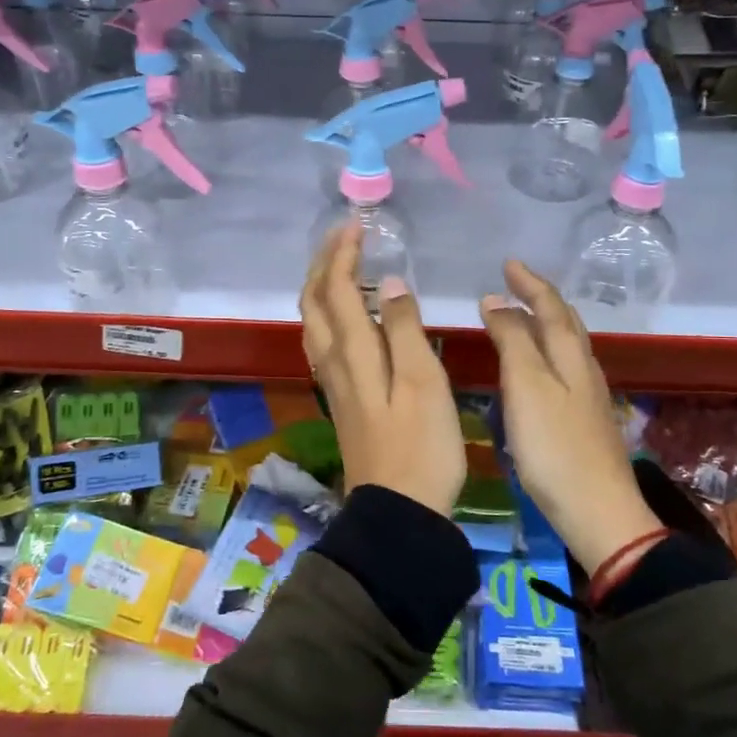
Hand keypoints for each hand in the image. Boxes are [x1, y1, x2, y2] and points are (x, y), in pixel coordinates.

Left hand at [300, 222, 465, 516]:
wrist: (399, 512)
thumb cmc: (421, 446)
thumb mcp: (423, 383)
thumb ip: (406, 329)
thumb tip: (392, 283)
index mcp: (354, 352)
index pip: (337, 289)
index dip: (342, 253)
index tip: (357, 224)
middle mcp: (334, 362)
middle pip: (313, 302)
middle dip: (323, 263)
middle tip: (345, 237)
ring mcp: (335, 383)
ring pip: (314, 323)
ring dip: (322, 286)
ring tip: (344, 266)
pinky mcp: (343, 399)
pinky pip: (324, 342)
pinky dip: (331, 314)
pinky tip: (350, 317)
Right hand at [480, 261, 661, 571]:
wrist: (598, 512)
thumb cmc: (555, 447)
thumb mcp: (526, 386)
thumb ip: (512, 339)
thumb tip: (496, 300)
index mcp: (570, 355)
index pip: (551, 306)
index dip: (529, 283)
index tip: (508, 264)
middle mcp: (584, 369)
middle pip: (566, 322)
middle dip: (541, 298)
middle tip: (516, 283)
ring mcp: (588, 396)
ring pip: (568, 346)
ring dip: (546, 324)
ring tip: (523, 317)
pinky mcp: (585, 421)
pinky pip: (565, 369)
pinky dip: (548, 353)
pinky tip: (538, 369)